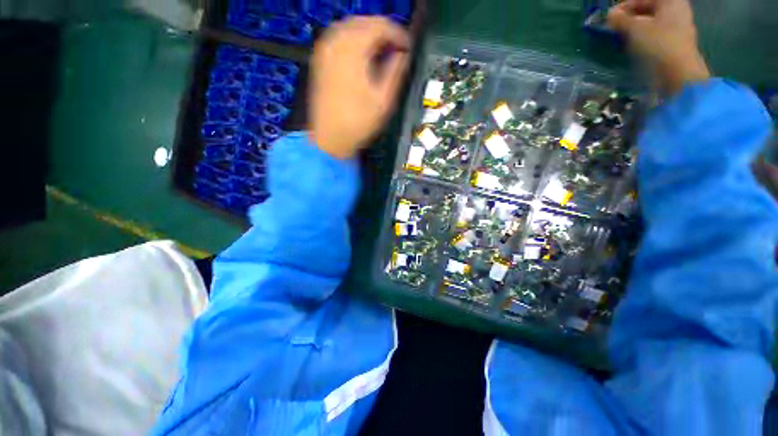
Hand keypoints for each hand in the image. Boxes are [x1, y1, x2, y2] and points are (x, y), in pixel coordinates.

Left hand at [309, 17, 411, 158]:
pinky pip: (339, 38)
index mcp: (353, 50)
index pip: (380, 27)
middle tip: (397, 47)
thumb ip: (395, 72)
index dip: (398, 34)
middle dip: (383, 31)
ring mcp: (325, 51)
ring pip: (350, 27)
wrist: (330, 139)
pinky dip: (354, 40)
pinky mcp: (320, 61)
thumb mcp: (383, 100)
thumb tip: (403, 55)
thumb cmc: (357, 123)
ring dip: (368, 34)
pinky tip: (362, 55)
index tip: (408, 46)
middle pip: (363, 22)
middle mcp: (336, 43)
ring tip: (383, 50)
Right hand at [608, 0, 709, 95]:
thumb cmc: (658, 45)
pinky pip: (655, 34)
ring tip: (620, 37)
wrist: (678, 74)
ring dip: (634, 28)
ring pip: (651, 22)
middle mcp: (677, 10)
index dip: (625, 6)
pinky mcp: (674, 43)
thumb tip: (610, 15)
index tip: (610, 17)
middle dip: (630, 17)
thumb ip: (621, 20)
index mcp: (671, 1)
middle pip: (648, 8)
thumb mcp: (635, 29)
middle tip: (613, 27)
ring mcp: (677, 28)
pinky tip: (631, 45)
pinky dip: (642, 37)